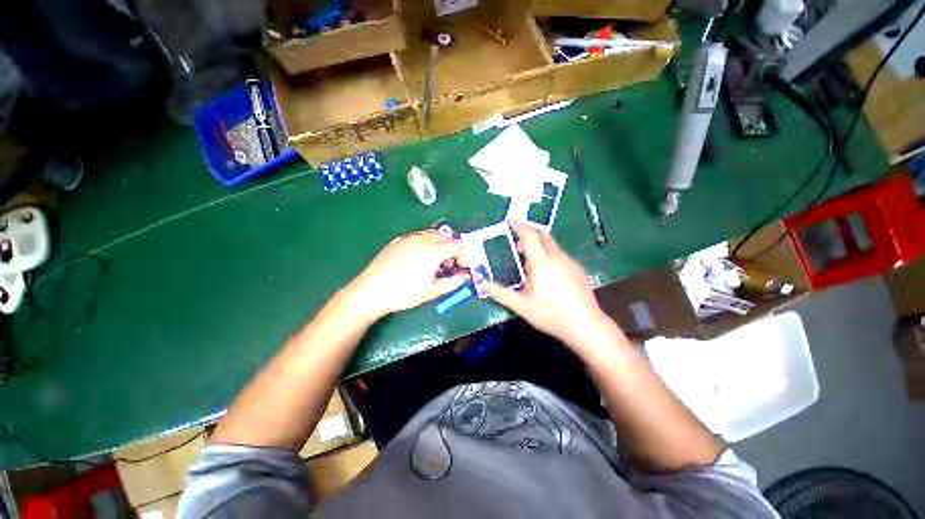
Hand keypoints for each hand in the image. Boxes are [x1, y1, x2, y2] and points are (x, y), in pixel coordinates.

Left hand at [343, 230, 468, 321]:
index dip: (463, 255)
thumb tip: (467, 276)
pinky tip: (417, 260)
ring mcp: (408, 237)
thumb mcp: (433, 291)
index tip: (461, 267)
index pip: (458, 245)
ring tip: (433, 263)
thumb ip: (454, 281)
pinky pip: (418, 236)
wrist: (370, 291)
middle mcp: (422, 239)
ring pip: (432, 234)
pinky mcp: (397, 240)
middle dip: (452, 248)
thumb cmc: (405, 293)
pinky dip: (426, 243)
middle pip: (446, 236)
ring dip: (440, 244)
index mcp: (433, 250)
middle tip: (448, 265)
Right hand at [485, 221, 624, 354]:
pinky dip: (550, 256)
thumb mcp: (522, 306)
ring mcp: (570, 263)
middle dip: (530, 232)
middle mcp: (557, 257)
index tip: (511, 219)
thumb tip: (484, 284)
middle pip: (543, 236)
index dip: (519, 225)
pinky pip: (560, 256)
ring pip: (552, 246)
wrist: (586, 325)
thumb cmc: (551, 314)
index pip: (529, 236)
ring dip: (539, 246)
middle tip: (518, 239)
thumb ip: (501, 293)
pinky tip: (548, 274)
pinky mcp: (578, 270)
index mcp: (541, 263)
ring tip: (529, 262)